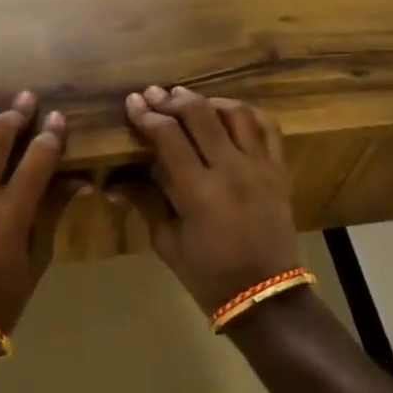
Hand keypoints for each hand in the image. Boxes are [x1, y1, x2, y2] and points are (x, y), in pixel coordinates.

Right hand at [124, 86, 301, 314]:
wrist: (267, 298)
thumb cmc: (210, 276)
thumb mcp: (168, 245)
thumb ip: (145, 203)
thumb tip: (114, 181)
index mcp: (199, 192)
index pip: (168, 136)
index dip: (147, 115)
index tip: (132, 102)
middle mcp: (231, 170)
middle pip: (200, 114)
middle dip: (172, 99)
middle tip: (155, 94)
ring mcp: (259, 167)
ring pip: (236, 113)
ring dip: (208, 101)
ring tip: (189, 101)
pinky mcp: (278, 171)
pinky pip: (267, 128)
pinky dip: (246, 113)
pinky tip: (228, 113)